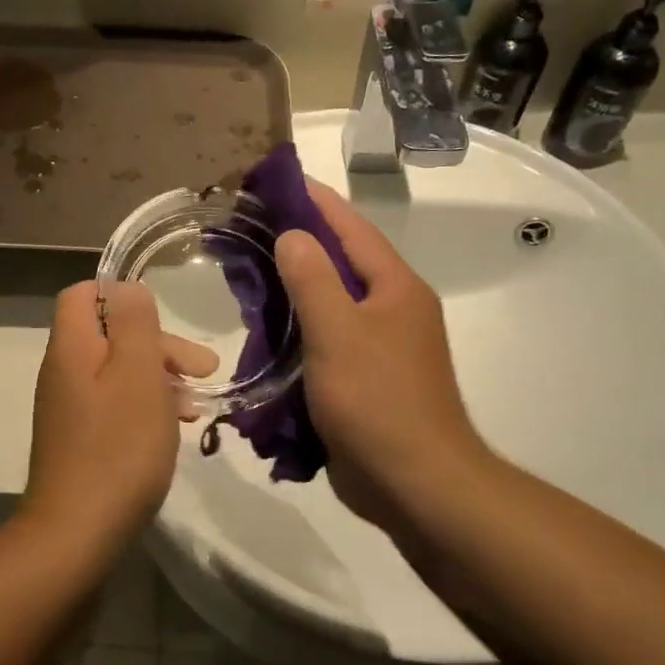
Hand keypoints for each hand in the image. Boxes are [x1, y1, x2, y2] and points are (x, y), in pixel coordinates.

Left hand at [23, 282, 216, 549]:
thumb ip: (133, 322)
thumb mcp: (137, 373)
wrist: (77, 533)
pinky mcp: (79, 440)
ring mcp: (69, 409)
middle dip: (159, 345)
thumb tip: (126, 287)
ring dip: (160, 379)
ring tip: (196, 405)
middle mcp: (63, 371)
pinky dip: (146, 407)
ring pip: (118, 372)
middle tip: (204, 368)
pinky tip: (174, 429)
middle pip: (109, 335)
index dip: (122, 296)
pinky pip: (115, 405)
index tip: (163, 320)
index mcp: (72, 347)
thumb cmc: (118, 446)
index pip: (83, 294)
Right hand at [275, 182, 495, 526]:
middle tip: (250, 227)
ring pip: (332, 302)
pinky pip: (327, 338)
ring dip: (295, 287)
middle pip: (342, 262)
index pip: (352, 229)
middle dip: (300, 242)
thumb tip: (293, 235)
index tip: (278, 181)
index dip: (316, 202)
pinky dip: (298, 328)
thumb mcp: (338, 332)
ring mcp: (381, 345)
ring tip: (249, 272)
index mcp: (395, 288)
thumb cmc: (378, 400)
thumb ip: (312, 279)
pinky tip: (266, 329)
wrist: (415, 483)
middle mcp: (392, 309)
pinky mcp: (365, 377)